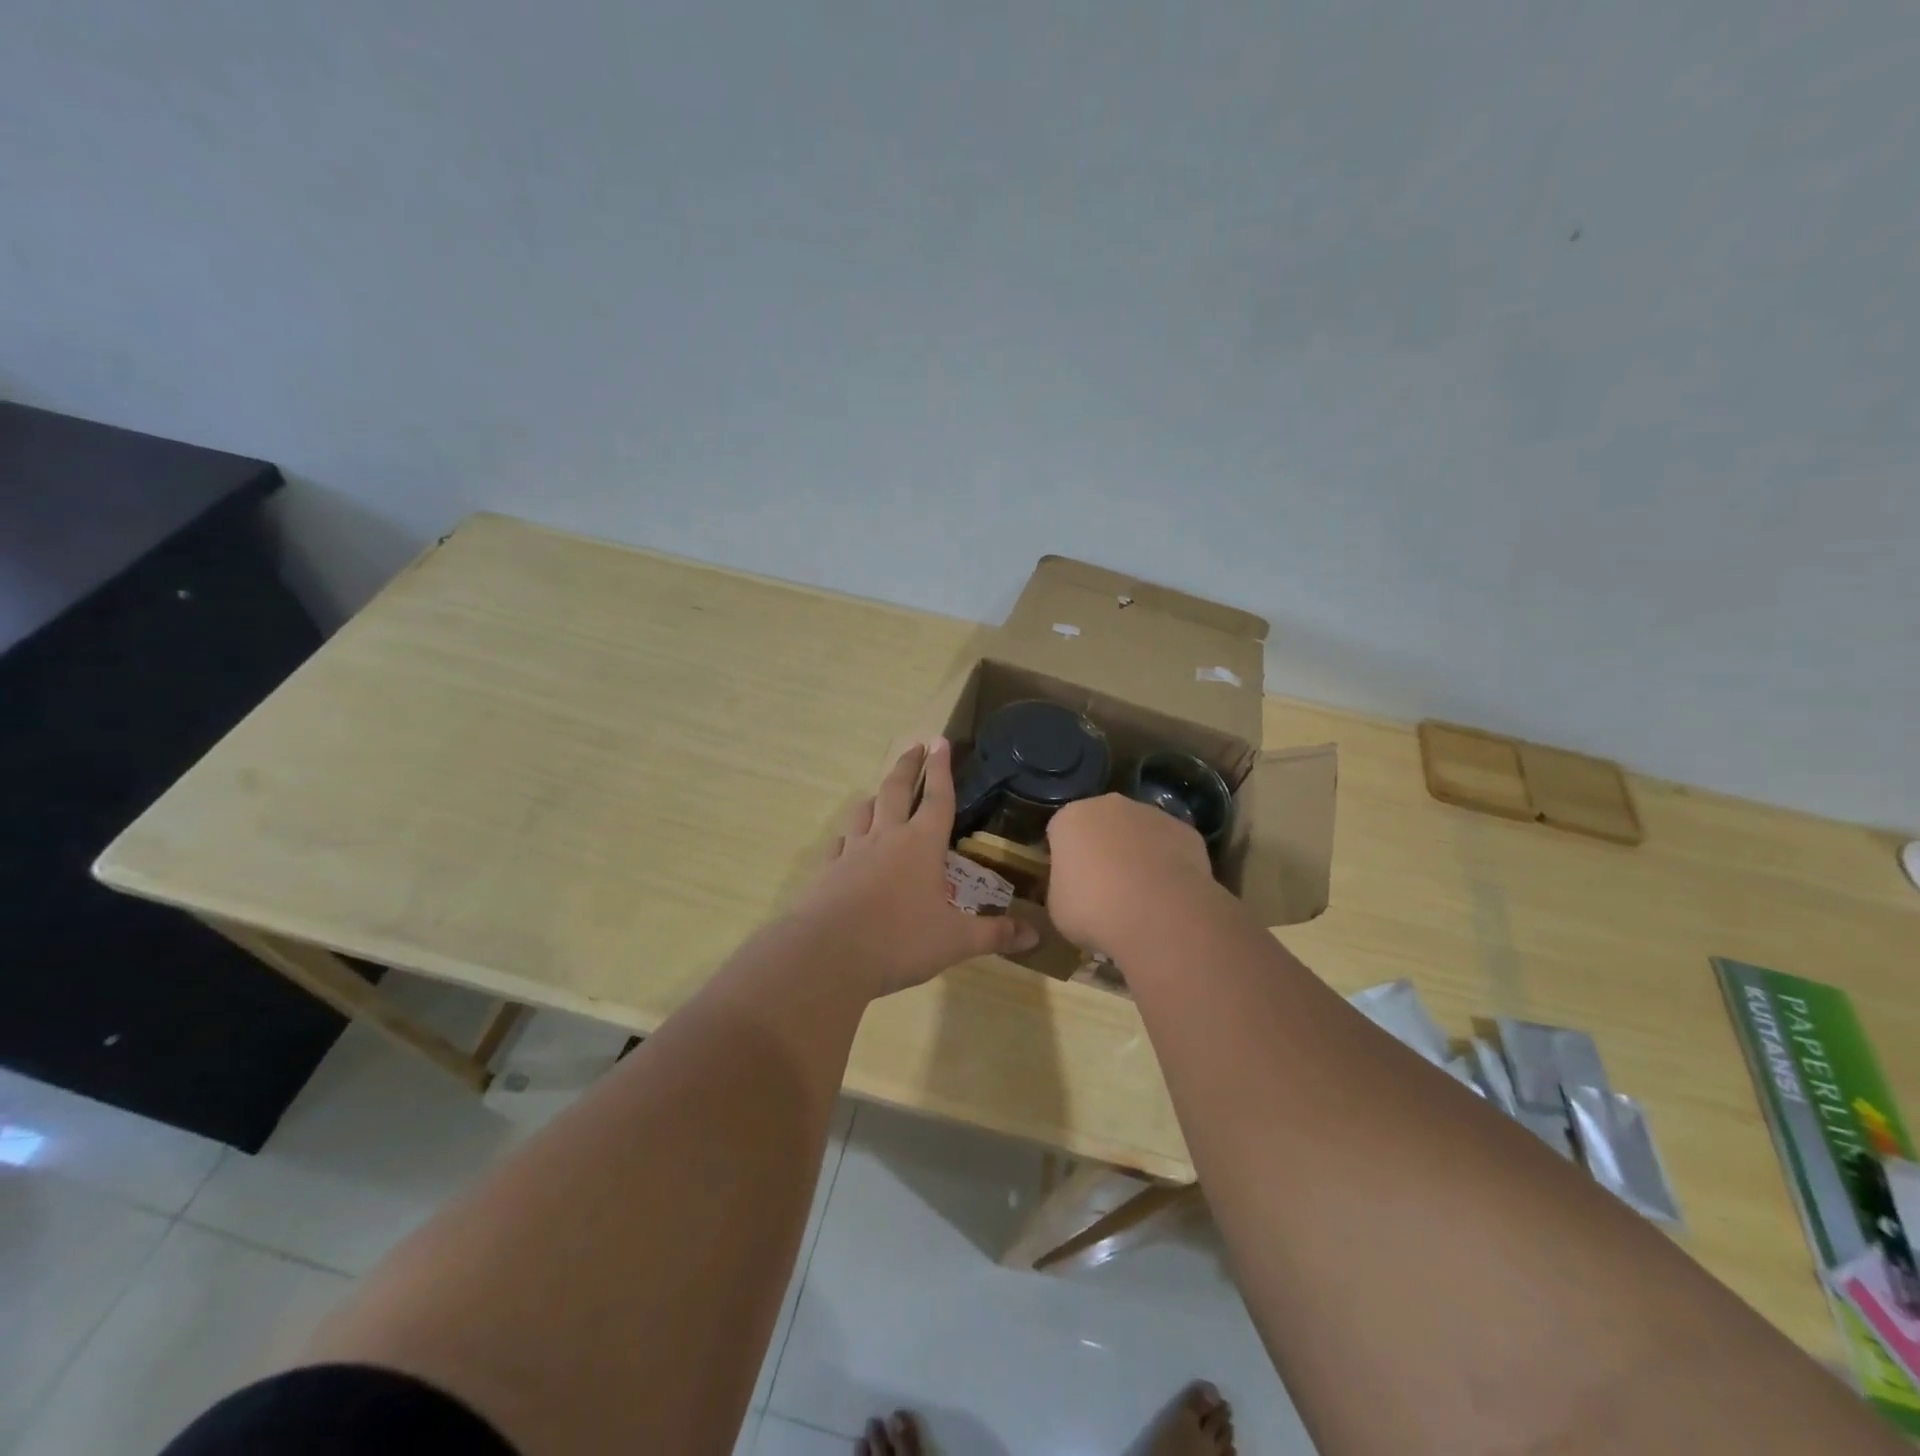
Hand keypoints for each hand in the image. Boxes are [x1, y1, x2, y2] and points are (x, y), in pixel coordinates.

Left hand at [788, 739, 1039, 996]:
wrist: (827, 955)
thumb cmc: (899, 941)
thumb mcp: (956, 941)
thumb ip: (994, 934)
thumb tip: (1035, 935)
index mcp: (921, 844)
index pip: (937, 797)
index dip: (942, 768)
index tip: (940, 741)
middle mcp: (886, 837)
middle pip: (896, 790)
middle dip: (908, 766)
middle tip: (915, 747)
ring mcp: (852, 852)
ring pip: (865, 812)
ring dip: (876, 797)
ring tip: (881, 792)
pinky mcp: (828, 871)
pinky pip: (840, 844)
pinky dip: (848, 836)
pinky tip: (847, 842)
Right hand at [1044, 793, 1222, 957]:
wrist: (1158, 916)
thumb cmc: (1094, 910)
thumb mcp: (1058, 906)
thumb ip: (1064, 885)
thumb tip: (1076, 887)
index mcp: (1071, 818)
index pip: (1061, 832)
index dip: (1066, 858)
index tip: (1071, 884)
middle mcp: (1110, 805)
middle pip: (1101, 824)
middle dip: (1103, 848)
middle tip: (1105, 888)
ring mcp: (1152, 814)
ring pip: (1138, 832)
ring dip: (1137, 854)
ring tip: (1141, 895)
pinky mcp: (1186, 831)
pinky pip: (1170, 846)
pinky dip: (1168, 864)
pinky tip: (1169, 895)